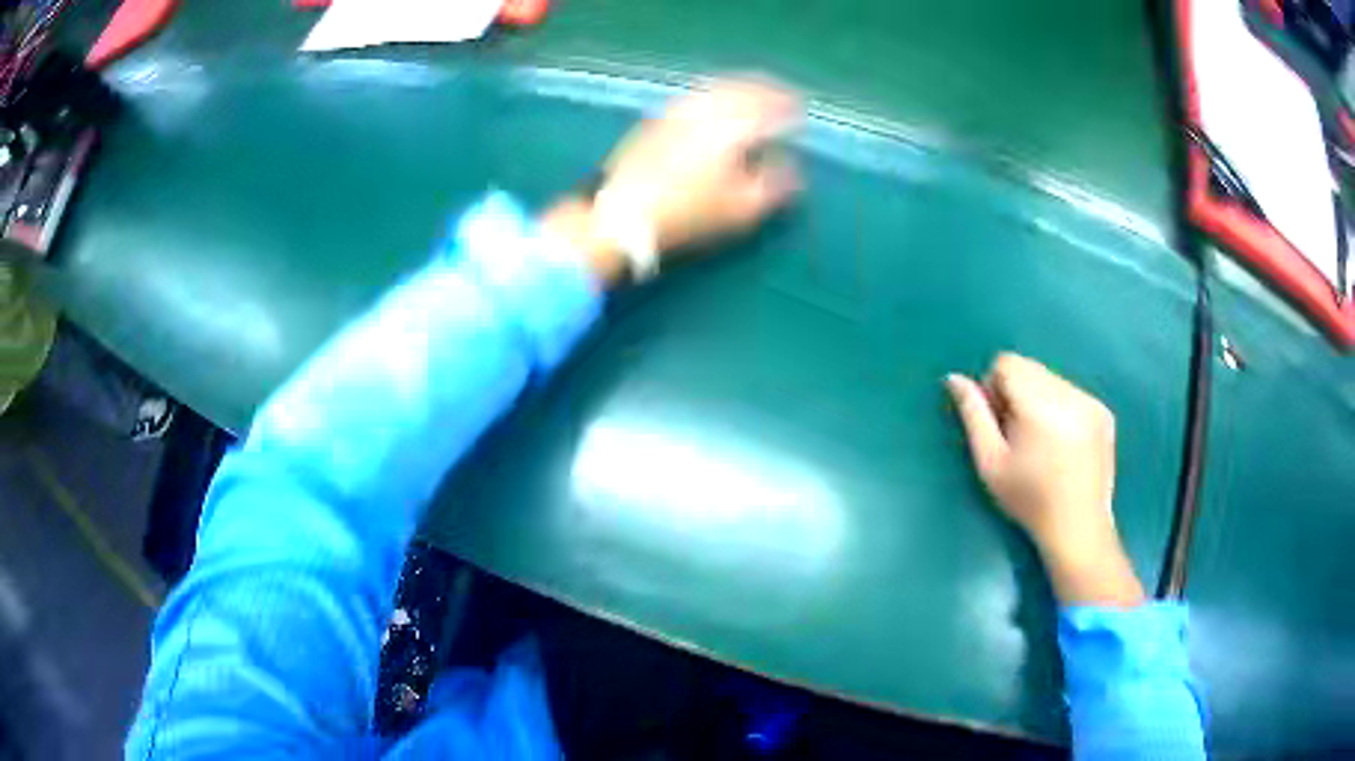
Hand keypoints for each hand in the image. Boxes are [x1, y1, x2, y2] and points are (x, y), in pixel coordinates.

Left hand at [600, 77, 802, 251]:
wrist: (620, 215)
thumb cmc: (687, 213)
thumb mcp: (741, 209)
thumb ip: (774, 186)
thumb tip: (792, 168)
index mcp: (731, 125)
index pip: (768, 105)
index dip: (788, 106)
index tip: (801, 111)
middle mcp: (704, 108)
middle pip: (741, 87)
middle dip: (764, 89)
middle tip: (781, 96)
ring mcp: (676, 111)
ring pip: (715, 88)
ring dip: (738, 88)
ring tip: (751, 96)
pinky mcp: (654, 120)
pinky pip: (693, 96)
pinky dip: (713, 95)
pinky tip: (713, 106)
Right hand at [946, 353, 1143, 606]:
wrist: (1077, 528)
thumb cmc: (1028, 500)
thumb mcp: (990, 462)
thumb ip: (973, 415)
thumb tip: (954, 378)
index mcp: (1040, 404)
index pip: (1007, 363)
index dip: (994, 388)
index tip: (999, 424)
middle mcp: (1069, 394)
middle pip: (1030, 368)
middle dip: (1017, 393)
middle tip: (1019, 436)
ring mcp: (1091, 401)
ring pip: (1051, 379)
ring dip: (1040, 400)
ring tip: (1042, 443)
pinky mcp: (1104, 412)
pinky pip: (1072, 393)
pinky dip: (1062, 409)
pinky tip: (1063, 446)